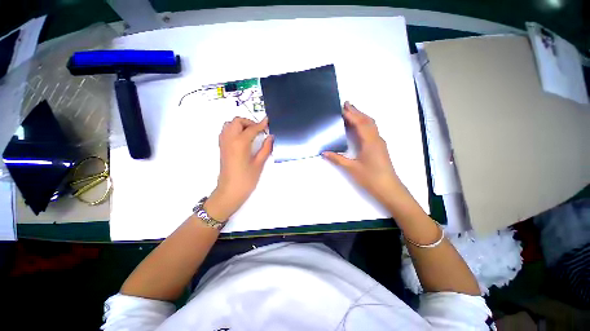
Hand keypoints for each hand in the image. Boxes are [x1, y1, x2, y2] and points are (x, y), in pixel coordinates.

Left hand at [204, 117, 272, 220]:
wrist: (230, 191)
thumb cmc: (246, 179)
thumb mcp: (259, 163)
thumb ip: (266, 148)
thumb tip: (271, 137)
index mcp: (240, 143)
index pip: (252, 129)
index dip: (261, 124)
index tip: (267, 121)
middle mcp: (229, 139)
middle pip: (237, 121)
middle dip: (249, 122)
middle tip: (259, 130)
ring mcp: (223, 143)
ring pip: (229, 124)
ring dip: (240, 125)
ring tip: (250, 133)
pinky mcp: (221, 147)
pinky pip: (225, 131)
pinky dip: (233, 129)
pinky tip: (242, 139)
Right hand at [322, 102, 402, 202]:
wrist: (389, 189)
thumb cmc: (370, 178)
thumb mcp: (352, 168)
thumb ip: (337, 159)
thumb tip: (324, 152)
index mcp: (370, 142)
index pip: (359, 123)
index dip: (351, 114)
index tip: (342, 107)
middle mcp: (376, 139)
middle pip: (367, 120)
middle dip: (357, 111)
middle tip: (346, 104)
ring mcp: (379, 143)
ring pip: (371, 124)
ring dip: (361, 116)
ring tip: (352, 112)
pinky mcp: (380, 147)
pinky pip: (372, 130)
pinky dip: (364, 124)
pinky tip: (359, 127)